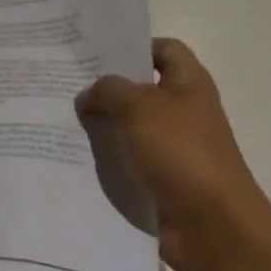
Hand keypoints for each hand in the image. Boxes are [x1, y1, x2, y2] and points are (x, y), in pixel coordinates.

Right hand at [75, 39, 270, 270]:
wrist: (210, 224)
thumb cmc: (181, 152)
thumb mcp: (139, 107)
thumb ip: (108, 91)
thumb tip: (89, 94)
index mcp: (189, 84)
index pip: (164, 49)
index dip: (133, 46)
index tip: (94, 53)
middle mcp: (183, 111)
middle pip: (141, 89)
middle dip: (105, 88)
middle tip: (64, 85)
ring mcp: (172, 147)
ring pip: (129, 126)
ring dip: (100, 124)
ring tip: (60, 119)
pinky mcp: (159, 178)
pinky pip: (126, 159)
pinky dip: (105, 156)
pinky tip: (73, 155)